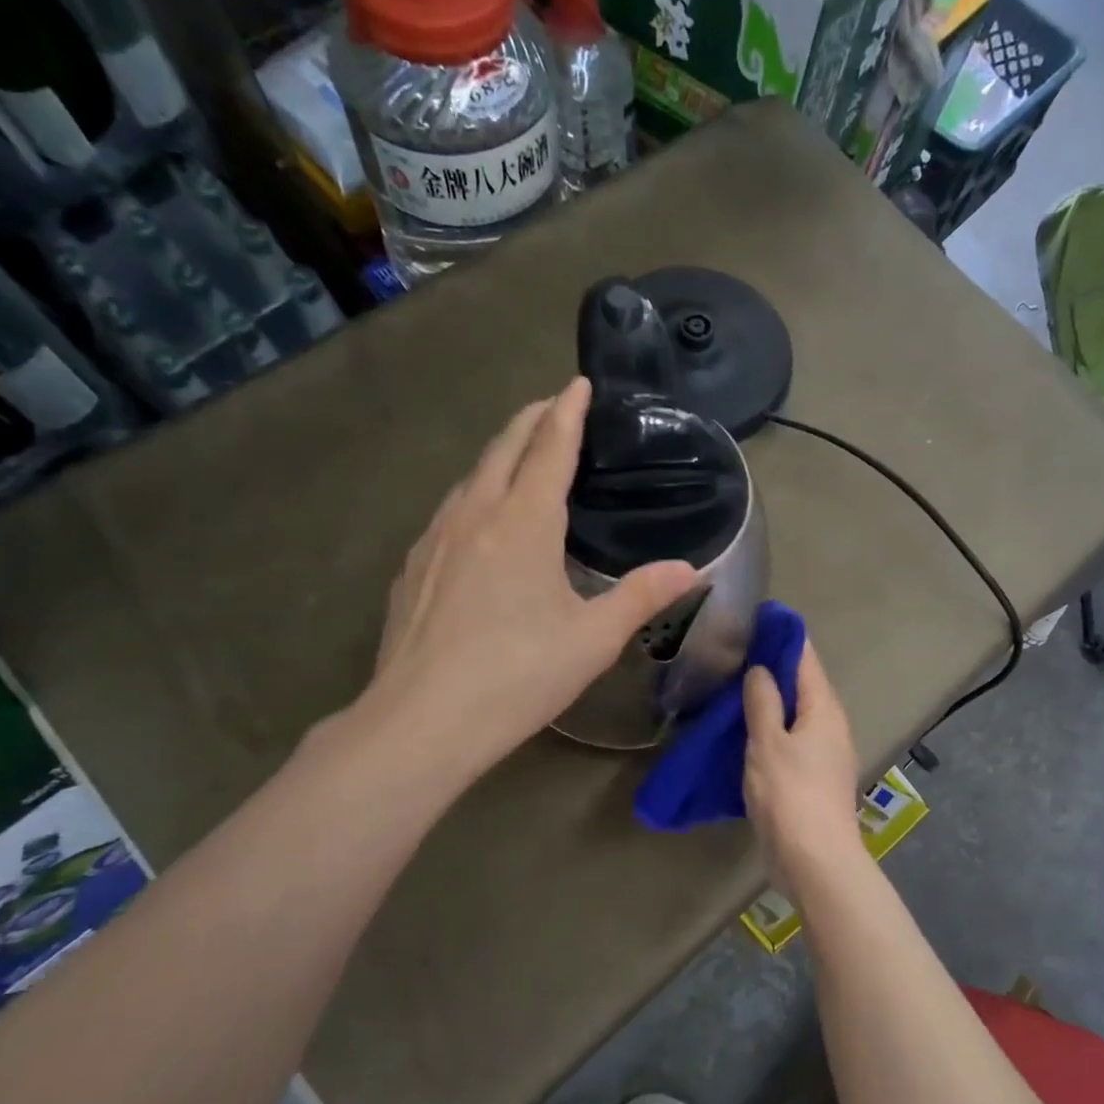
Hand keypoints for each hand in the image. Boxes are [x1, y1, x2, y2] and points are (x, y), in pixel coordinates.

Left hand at [355, 379, 697, 784]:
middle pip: (503, 448)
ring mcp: (435, 539)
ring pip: (470, 477)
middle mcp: (475, 514)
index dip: (568, 412)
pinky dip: (473, 495)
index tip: (579, 383)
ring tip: (518, 457)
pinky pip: (449, 511)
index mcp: (523, 522)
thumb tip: (691, 569)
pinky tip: (478, 523)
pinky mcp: (412, 568)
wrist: (422, 720)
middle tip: (553, 407)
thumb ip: (642, 596)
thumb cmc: (518, 676)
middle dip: (531, 420)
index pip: (549, 448)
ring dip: (498, 456)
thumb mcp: (592, 639)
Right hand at [743, 640, 864, 888]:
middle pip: (801, 684)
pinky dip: (768, 727)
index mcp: (824, 709)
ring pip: (793, 713)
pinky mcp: (810, 777)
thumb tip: (760, 669)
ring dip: (768, 699)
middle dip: (772, 666)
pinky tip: (741, 729)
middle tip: (733, 651)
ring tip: (731, 685)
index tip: (757, 617)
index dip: (783, 635)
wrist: (814, 860)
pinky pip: (788, 739)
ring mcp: (822, 753)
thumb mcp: (769, 742)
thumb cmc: (791, 794)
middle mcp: (829, 726)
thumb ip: (764, 702)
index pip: (805, 658)